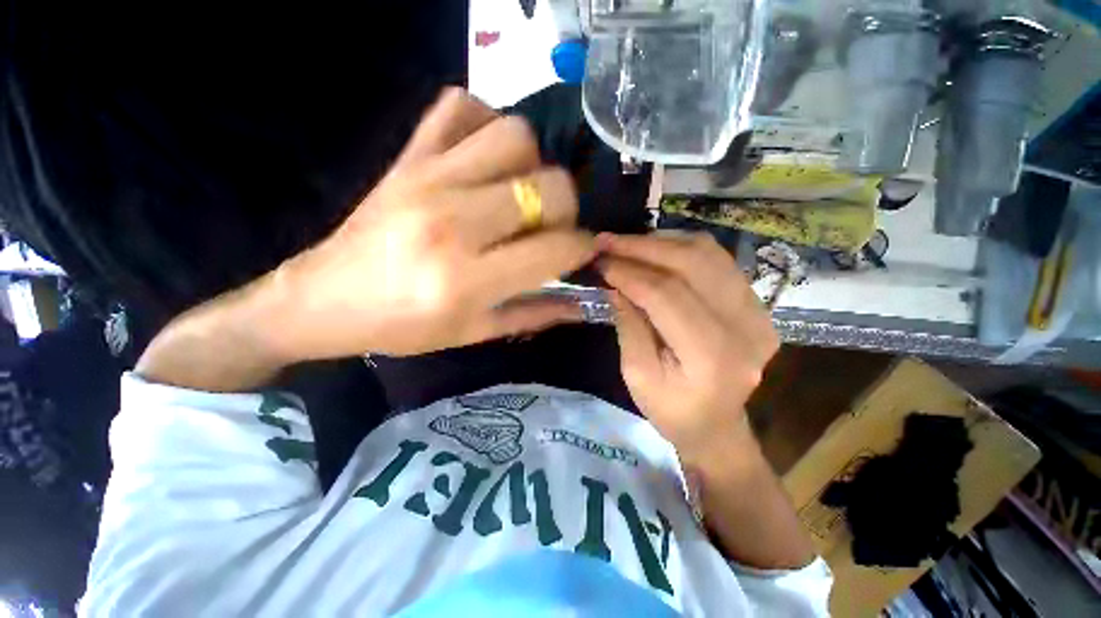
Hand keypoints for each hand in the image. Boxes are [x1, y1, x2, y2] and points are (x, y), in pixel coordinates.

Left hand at [272, 88, 595, 360]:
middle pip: (550, 186)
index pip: (557, 247)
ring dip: (532, 165)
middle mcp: (453, 222)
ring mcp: (428, 178)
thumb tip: (585, 303)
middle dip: (567, 209)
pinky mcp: (408, 155)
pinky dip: (485, 125)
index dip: (582, 248)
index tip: (579, 252)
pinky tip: (483, 161)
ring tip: (518, 193)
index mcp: (468, 279)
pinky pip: (461, 107)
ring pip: (515, 137)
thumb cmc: (405, 327)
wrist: (325, 299)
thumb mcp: (476, 333)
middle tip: (549, 227)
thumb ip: (537, 314)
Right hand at [598, 232, 778, 460]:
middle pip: (692, 264)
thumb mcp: (637, 375)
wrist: (717, 425)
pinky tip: (655, 250)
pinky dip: (682, 248)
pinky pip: (718, 261)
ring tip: (627, 244)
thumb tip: (615, 281)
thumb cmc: (671, 410)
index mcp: (712, 357)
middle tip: (607, 241)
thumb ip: (628, 324)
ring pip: (708, 254)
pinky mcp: (758, 305)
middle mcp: (745, 327)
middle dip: (643, 247)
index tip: (600, 260)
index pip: (666, 296)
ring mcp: (759, 312)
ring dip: (662, 242)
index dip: (629, 272)